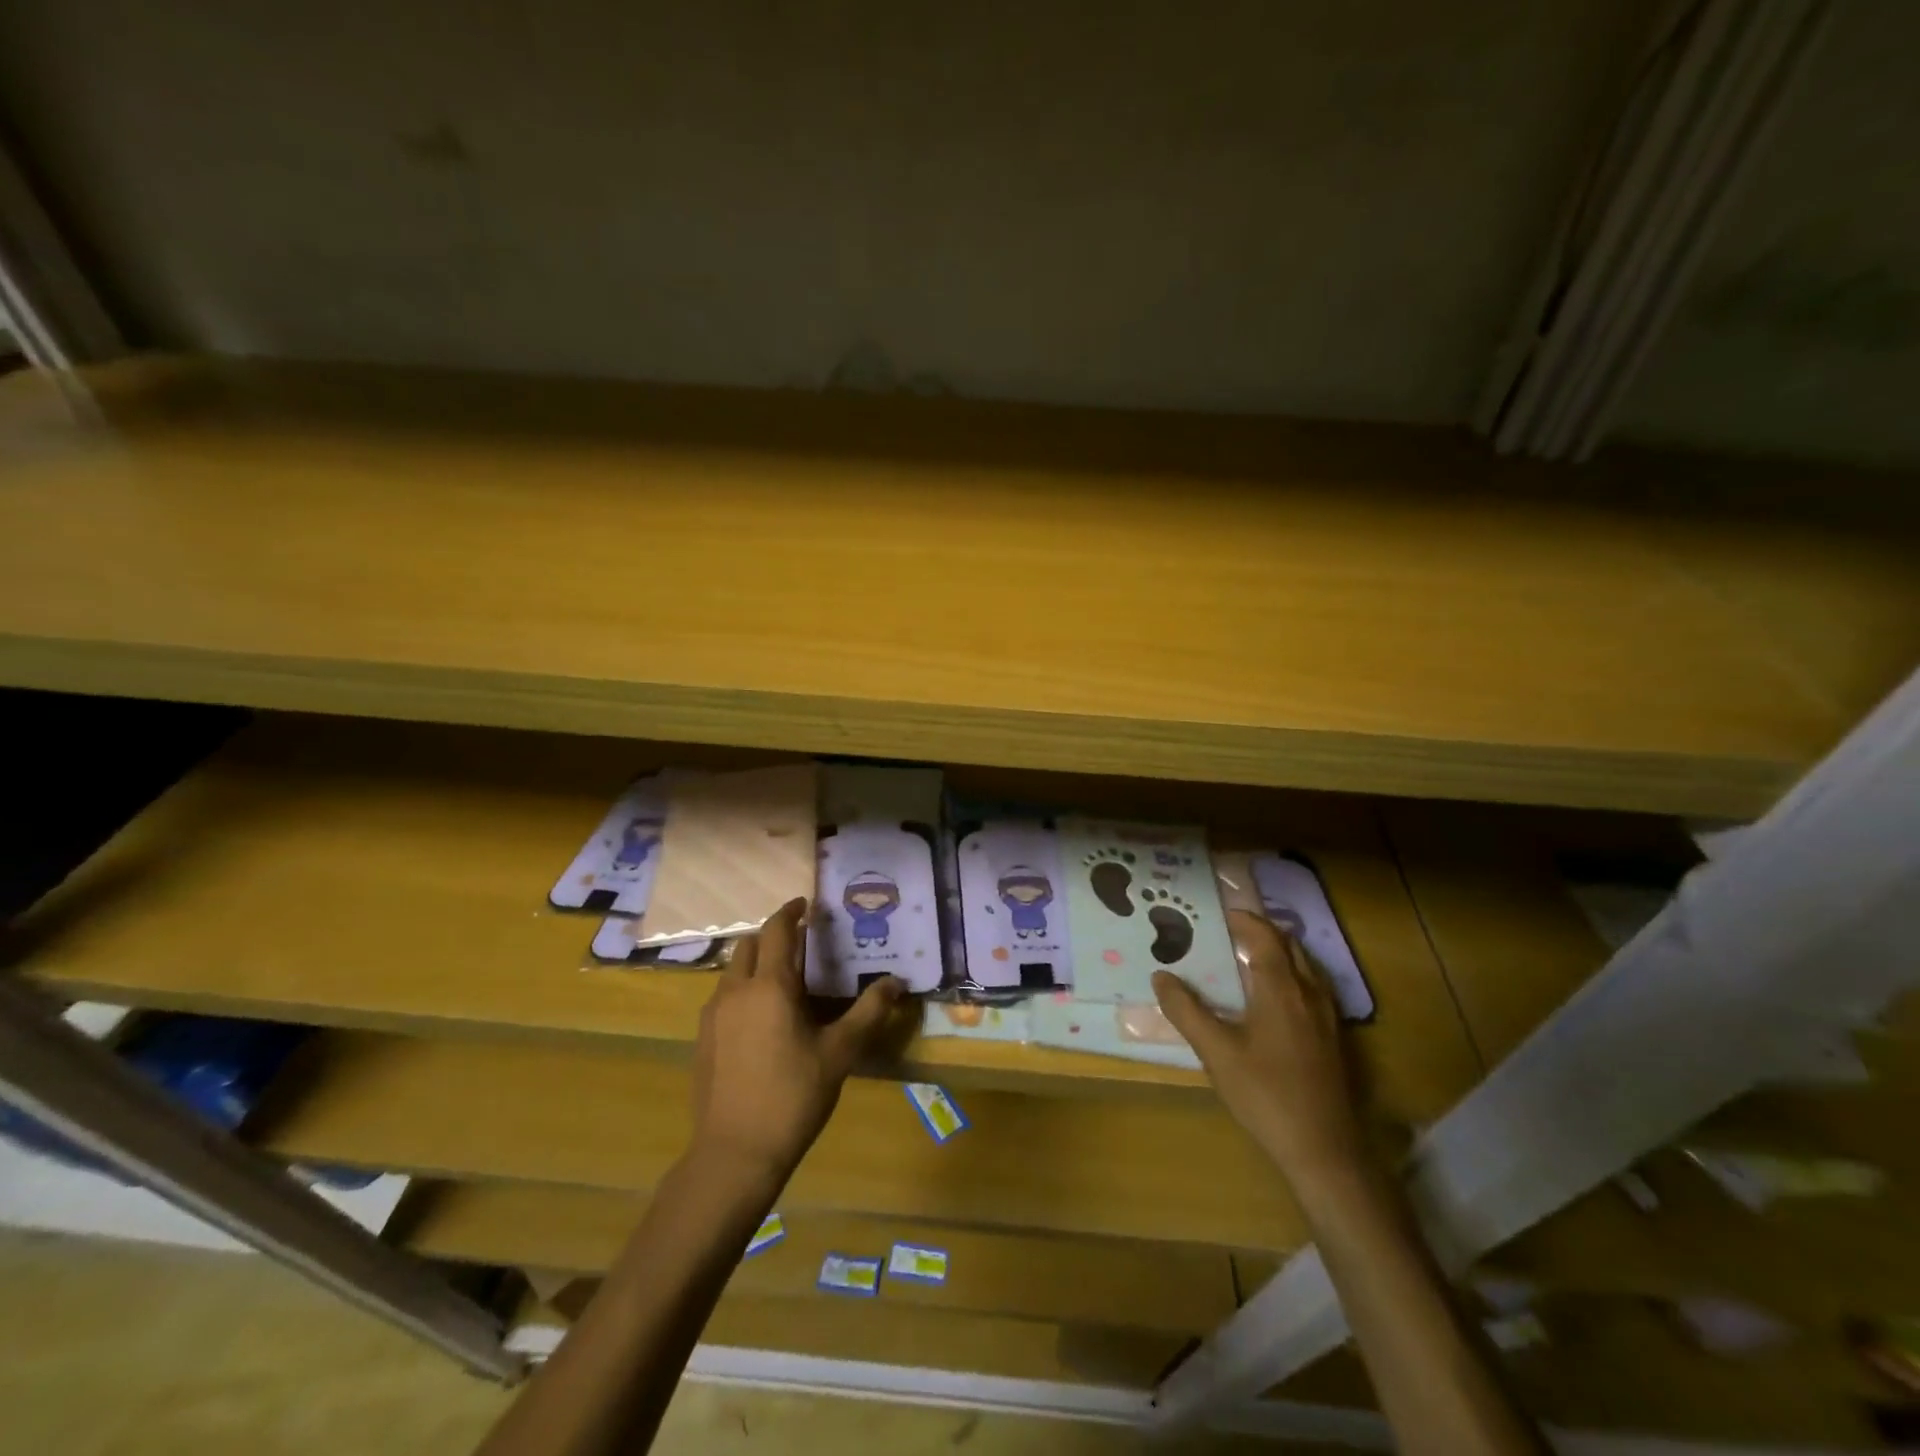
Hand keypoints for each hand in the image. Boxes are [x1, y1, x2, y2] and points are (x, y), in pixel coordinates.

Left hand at [691, 898, 902, 1186]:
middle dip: (772, 935)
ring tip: (783, 979)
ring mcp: (712, 1015)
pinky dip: (742, 988)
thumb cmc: (793, 1096)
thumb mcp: (840, 1053)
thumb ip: (869, 1012)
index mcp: (770, 986)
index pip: (776, 930)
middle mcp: (735, 991)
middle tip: (799, 942)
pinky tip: (761, 1018)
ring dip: (756, 963)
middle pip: (749, 945)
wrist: (734, 1154)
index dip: (790, 911)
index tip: (806, 903)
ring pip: (732, 971)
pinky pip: (723, 997)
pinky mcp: (702, 1039)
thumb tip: (896, 983)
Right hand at [1153, 911, 1366, 1188]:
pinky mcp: (1332, 1038)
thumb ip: (1186, 1010)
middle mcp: (1309, 993)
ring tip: (1244, 958)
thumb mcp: (1215, 1052)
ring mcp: (1326, 1016)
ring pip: (1304, 966)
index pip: (1264, 936)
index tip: (1216, 914)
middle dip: (1260, 931)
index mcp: (1281, 989)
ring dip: (1277, 952)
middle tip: (1226, 932)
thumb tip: (1161, 976)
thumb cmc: (1265, 1094)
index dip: (1242, 919)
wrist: (1323, 1150)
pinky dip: (1290, 975)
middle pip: (1289, 945)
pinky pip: (1312, 987)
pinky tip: (1271, 998)